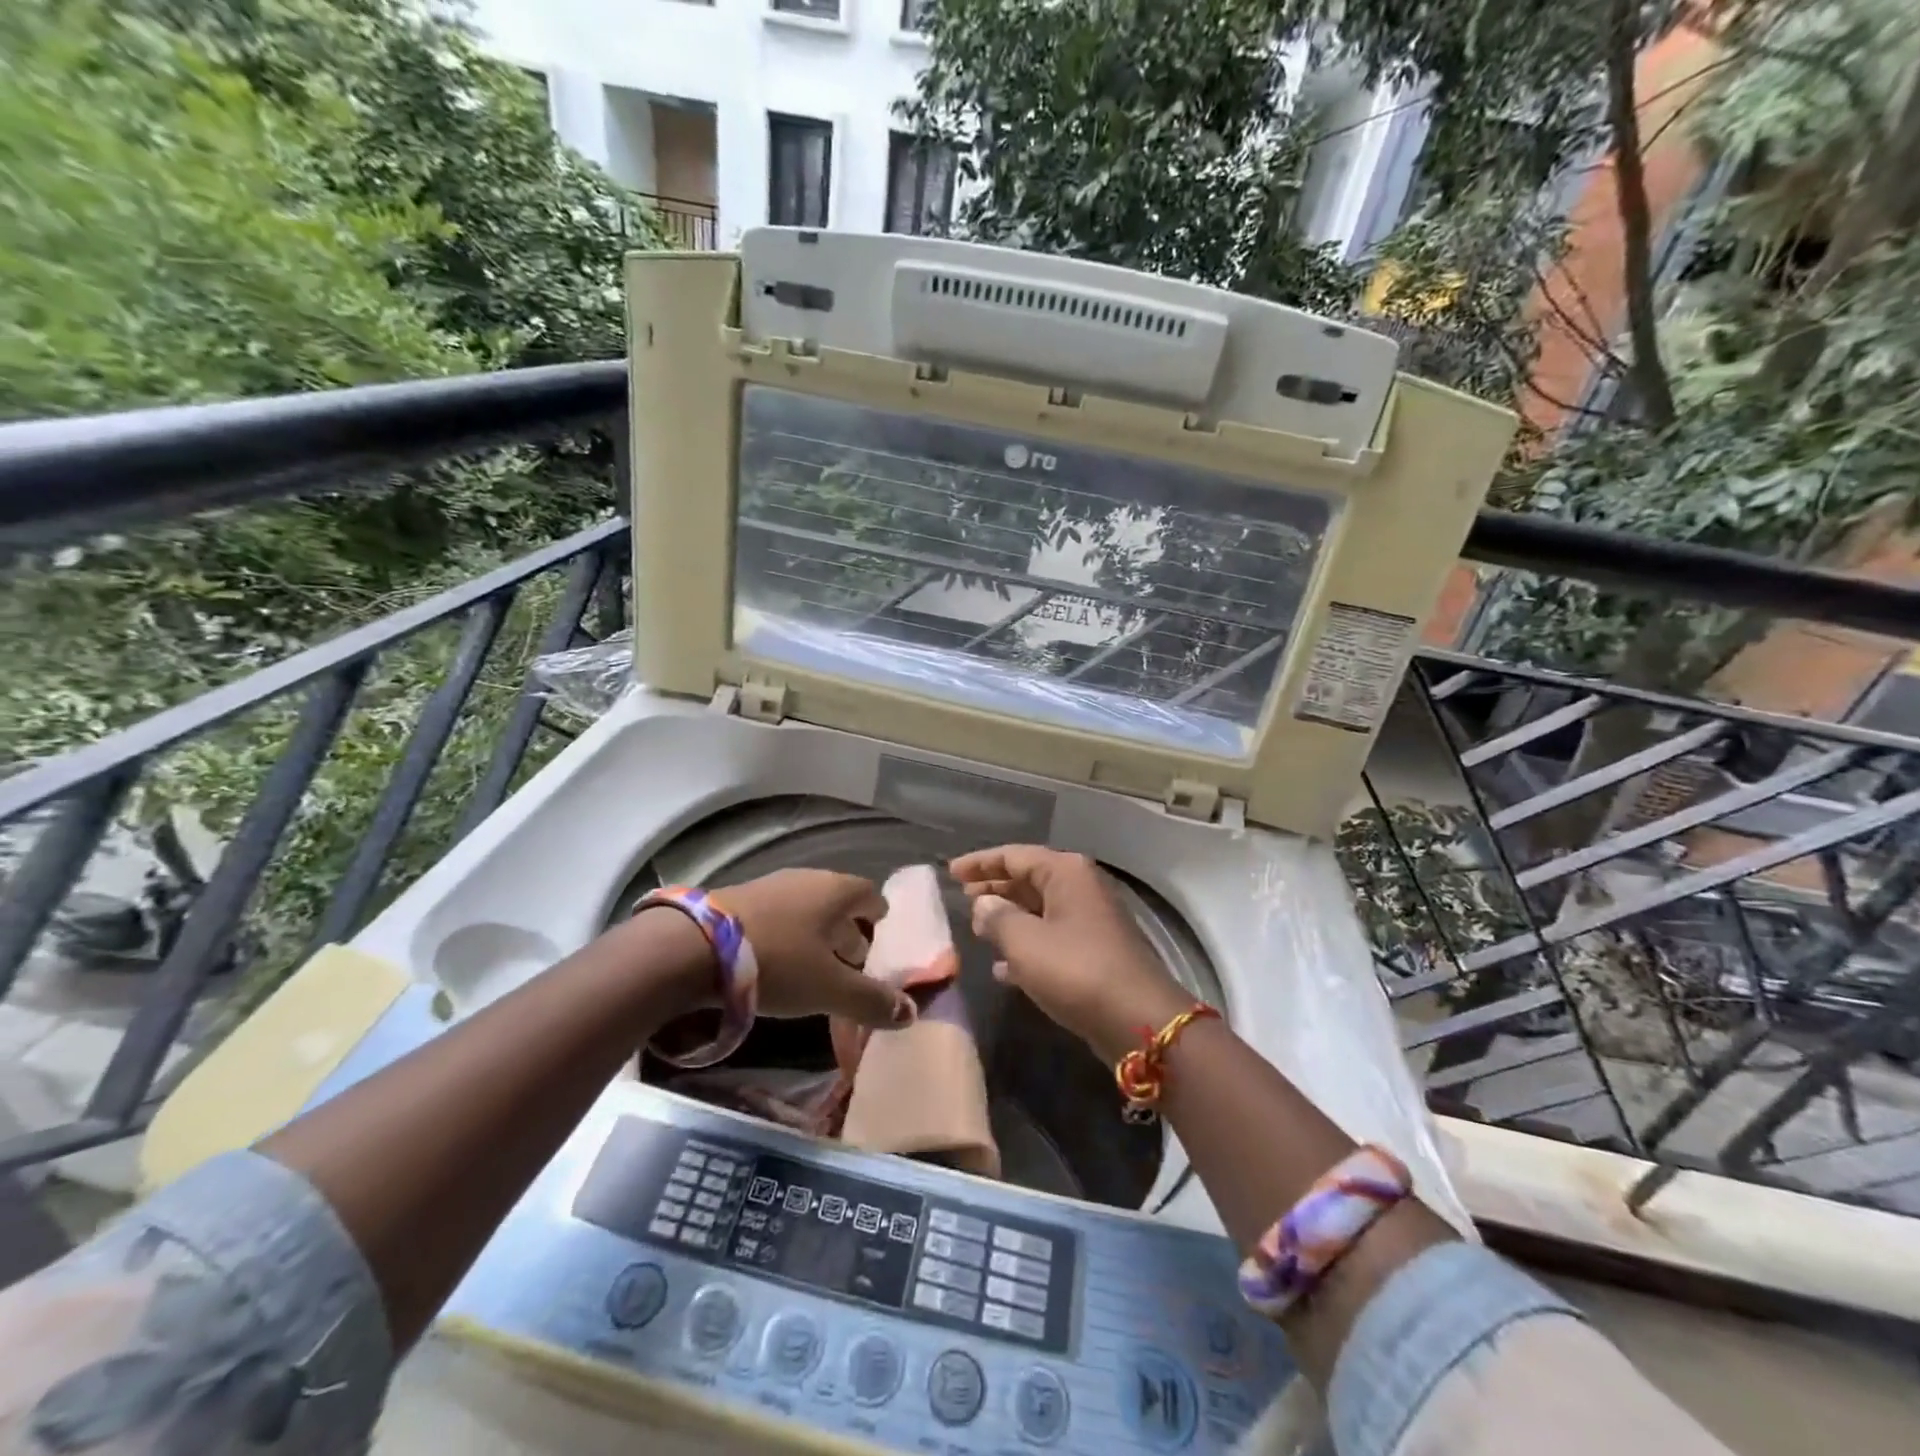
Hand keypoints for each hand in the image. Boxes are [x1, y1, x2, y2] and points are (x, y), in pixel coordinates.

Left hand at [721, 869, 914, 1030]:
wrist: (694, 947)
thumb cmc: (777, 961)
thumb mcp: (829, 989)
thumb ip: (871, 1001)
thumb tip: (912, 1014)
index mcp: (836, 891)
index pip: (870, 895)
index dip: (879, 916)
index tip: (881, 938)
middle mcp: (808, 879)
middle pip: (838, 903)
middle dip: (848, 931)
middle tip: (854, 963)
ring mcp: (771, 886)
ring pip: (806, 909)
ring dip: (815, 935)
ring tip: (816, 967)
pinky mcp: (740, 899)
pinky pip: (779, 915)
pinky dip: (787, 935)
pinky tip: (778, 962)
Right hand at [949, 846, 1190, 1062]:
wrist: (1137, 1020)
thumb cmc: (1076, 970)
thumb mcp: (1025, 942)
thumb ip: (997, 918)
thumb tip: (984, 904)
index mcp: (1066, 873)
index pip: (1014, 855)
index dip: (980, 862)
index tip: (951, 871)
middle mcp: (1080, 888)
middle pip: (1028, 878)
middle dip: (994, 887)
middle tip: (962, 896)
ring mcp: (1090, 920)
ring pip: (1039, 909)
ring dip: (1008, 917)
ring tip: (977, 928)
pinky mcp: (1094, 952)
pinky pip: (1051, 937)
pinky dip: (1026, 946)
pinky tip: (1002, 968)